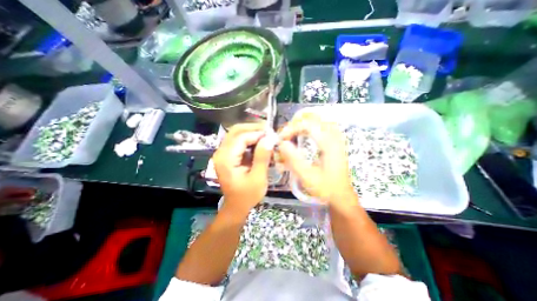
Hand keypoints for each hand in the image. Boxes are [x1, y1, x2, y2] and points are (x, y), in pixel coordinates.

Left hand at [212, 123, 274, 214]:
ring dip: (252, 132)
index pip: (241, 138)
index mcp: (226, 159)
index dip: (257, 133)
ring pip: (237, 134)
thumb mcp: (258, 178)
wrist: (236, 205)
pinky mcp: (227, 155)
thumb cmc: (247, 195)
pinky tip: (260, 142)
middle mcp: (221, 152)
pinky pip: (238, 141)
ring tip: (266, 135)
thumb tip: (269, 138)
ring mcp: (223, 153)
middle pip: (236, 131)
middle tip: (269, 130)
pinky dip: (250, 139)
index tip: (272, 134)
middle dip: (253, 128)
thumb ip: (262, 157)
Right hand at [277, 112, 355, 204]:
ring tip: (293, 131)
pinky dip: (312, 126)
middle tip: (286, 133)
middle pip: (315, 117)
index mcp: (329, 144)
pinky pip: (324, 126)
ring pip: (320, 119)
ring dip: (305, 122)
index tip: (281, 139)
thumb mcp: (308, 177)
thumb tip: (281, 143)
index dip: (292, 128)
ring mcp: (337, 138)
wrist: (341, 196)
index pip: (308, 125)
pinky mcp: (336, 142)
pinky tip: (306, 133)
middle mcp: (334, 137)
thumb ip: (294, 160)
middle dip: (297, 122)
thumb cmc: (326, 188)